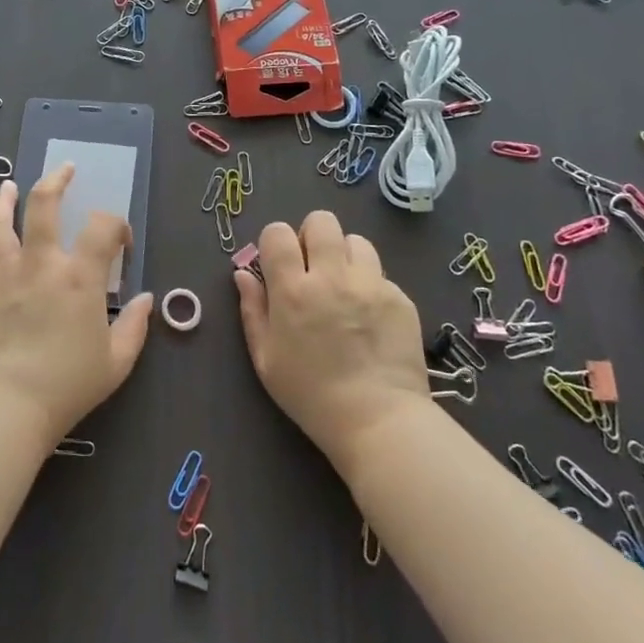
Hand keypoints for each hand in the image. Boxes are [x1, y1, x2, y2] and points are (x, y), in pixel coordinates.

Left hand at [0, 164, 152, 450]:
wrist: (3, 407)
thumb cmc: (66, 386)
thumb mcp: (115, 363)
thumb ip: (135, 327)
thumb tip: (146, 300)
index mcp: (80, 277)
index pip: (103, 227)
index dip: (117, 225)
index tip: (122, 242)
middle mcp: (41, 263)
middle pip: (44, 204)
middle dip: (57, 180)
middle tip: (65, 169)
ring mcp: (6, 273)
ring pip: (2, 222)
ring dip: (7, 199)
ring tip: (9, 185)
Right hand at [233, 212, 432, 471]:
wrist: (378, 420)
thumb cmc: (310, 395)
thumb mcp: (266, 358)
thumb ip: (252, 310)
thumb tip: (243, 273)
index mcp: (293, 290)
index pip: (278, 233)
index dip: (275, 242)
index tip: (279, 263)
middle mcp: (332, 276)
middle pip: (321, 221)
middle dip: (312, 236)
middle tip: (313, 267)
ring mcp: (371, 284)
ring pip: (356, 241)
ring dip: (344, 256)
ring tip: (344, 287)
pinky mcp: (400, 297)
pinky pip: (381, 275)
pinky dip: (370, 286)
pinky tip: (369, 318)